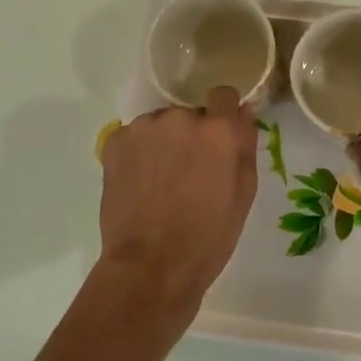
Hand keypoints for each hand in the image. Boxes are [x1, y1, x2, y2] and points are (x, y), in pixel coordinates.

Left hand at [98, 86, 258, 308]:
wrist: (151, 265)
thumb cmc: (208, 237)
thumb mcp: (243, 194)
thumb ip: (245, 146)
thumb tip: (243, 112)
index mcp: (217, 130)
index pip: (223, 95)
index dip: (224, 115)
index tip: (220, 139)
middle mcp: (180, 119)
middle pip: (190, 115)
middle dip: (192, 137)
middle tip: (190, 174)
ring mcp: (143, 129)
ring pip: (161, 126)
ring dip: (164, 143)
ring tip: (161, 183)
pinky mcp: (115, 143)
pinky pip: (135, 137)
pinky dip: (139, 153)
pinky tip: (140, 185)